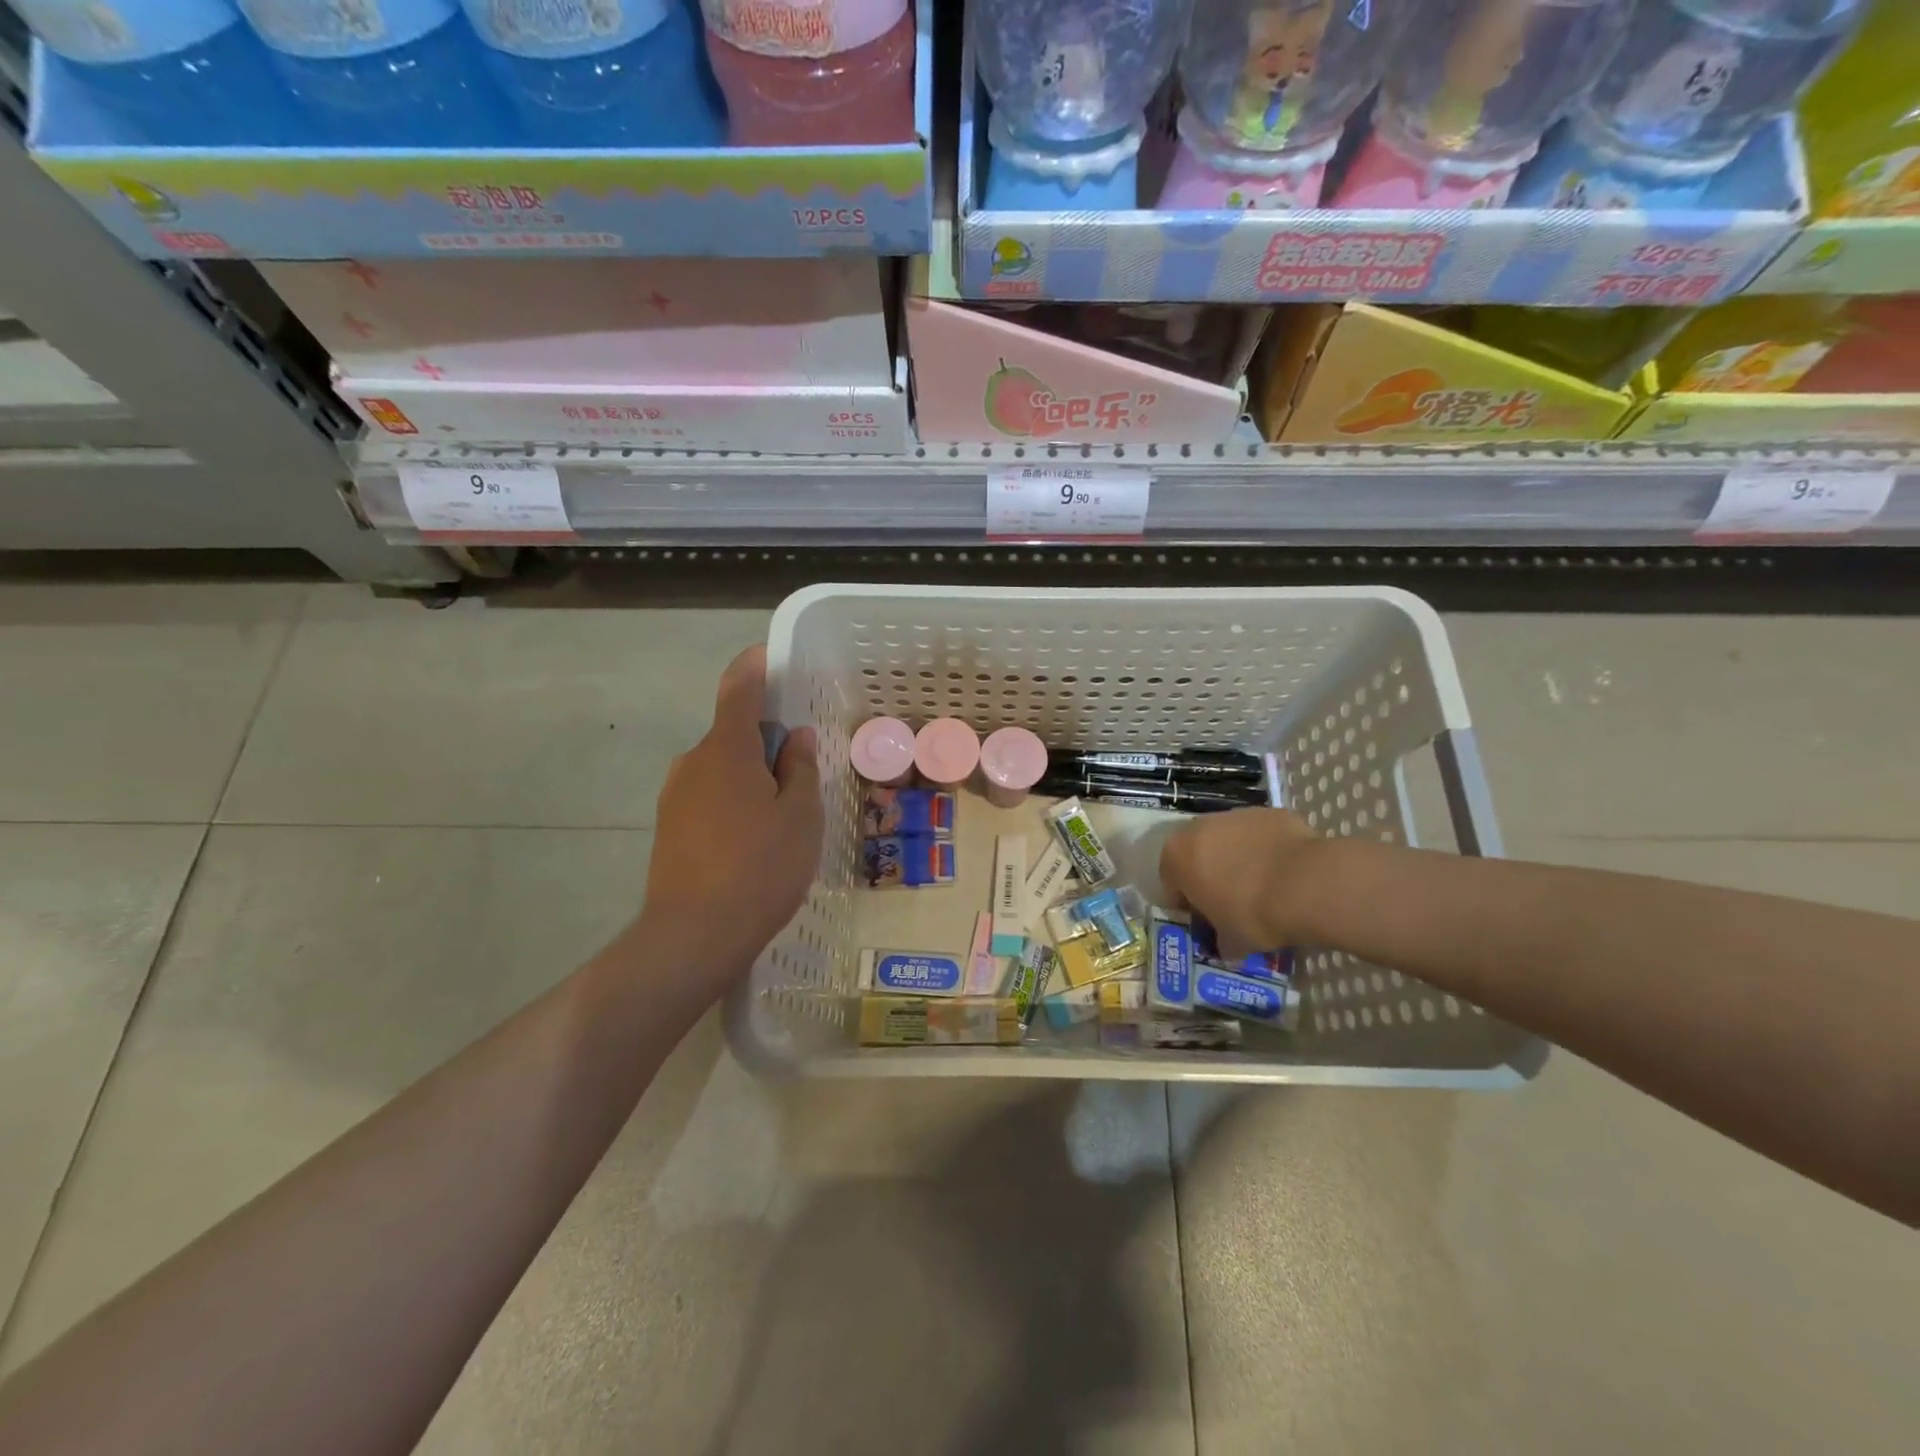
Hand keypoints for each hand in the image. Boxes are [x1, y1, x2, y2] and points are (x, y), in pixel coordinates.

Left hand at [633, 646, 821, 992]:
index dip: (756, 666)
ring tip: (784, 815)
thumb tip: (795, 738)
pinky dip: (735, 801)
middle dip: (767, 740)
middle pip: (733, 733)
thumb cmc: (760, 867)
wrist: (693, 936)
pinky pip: (709, 797)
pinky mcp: (669, 829)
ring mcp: (675, 797)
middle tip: (803, 769)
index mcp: (726, 749)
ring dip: (752, 775)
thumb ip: (800, 769)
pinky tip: (756, 840)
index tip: (773, 658)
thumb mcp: (800, 816)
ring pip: (722, 769)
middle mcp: (693, 762)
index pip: (739, 688)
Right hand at [1159, 807, 1316, 954]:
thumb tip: (1225, 944)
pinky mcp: (1269, 812)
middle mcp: (1199, 827)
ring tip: (1262, 886)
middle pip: (1197, 853)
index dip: (1187, 903)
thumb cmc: (1253, 914)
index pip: (1171, 882)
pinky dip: (1266, 850)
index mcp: (1177, 856)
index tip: (1205, 919)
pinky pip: (1260, 835)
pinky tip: (1284, 873)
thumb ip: (1219, 940)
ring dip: (1237, 858)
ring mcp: (1236, 815)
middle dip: (1209, 874)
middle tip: (1231, 901)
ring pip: (1229, 840)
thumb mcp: (1230, 941)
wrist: (1307, 885)